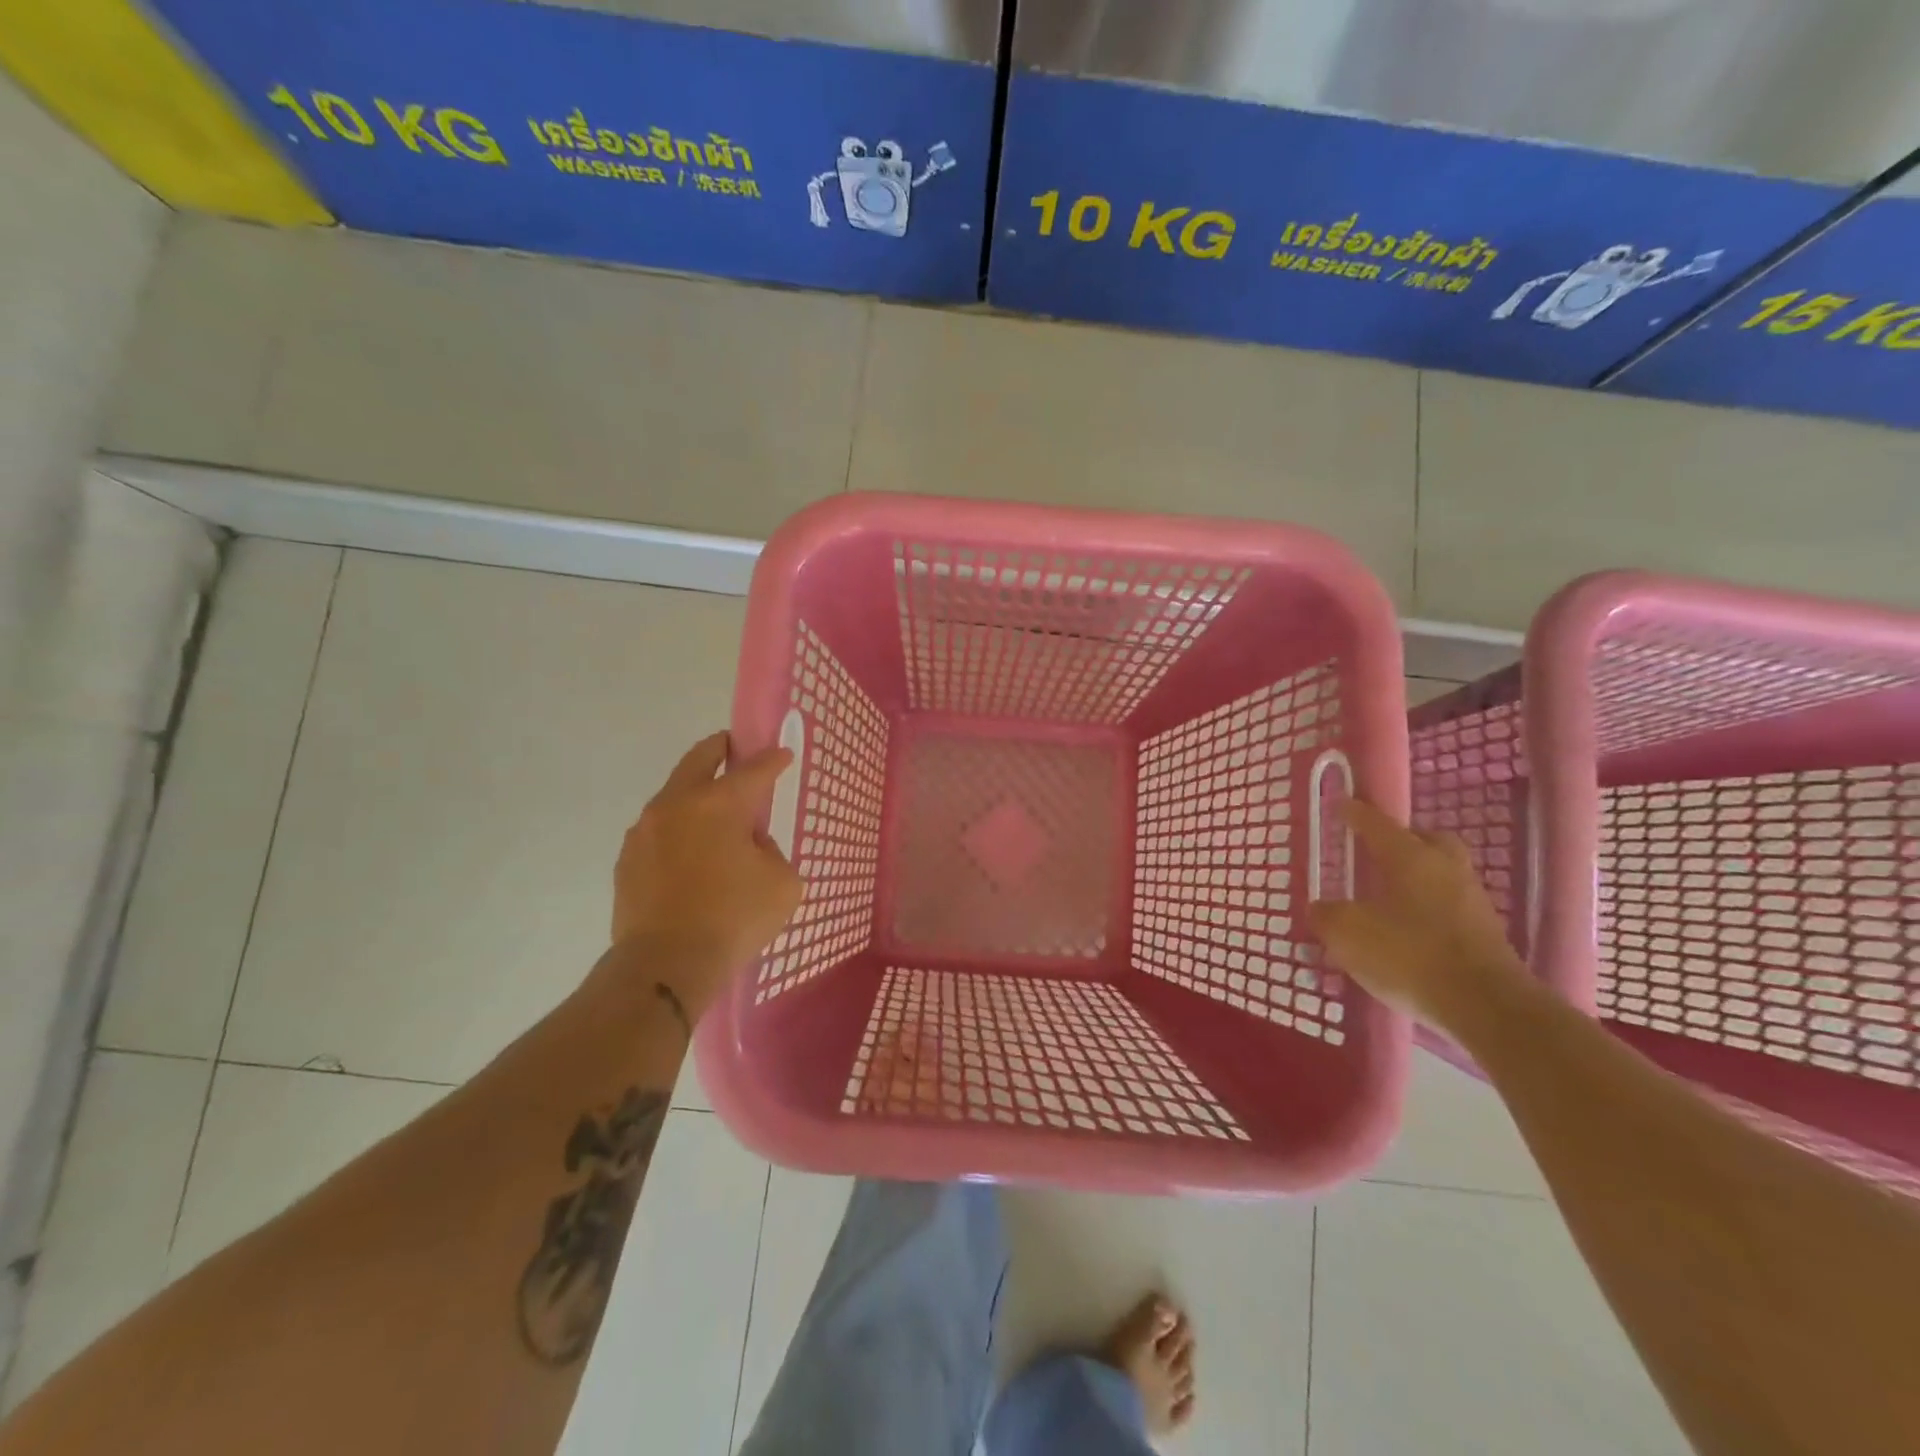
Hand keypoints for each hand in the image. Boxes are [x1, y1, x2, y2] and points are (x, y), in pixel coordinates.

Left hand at [611, 732, 802, 1007]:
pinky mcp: (627, 859)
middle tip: (733, 747)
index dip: (772, 759)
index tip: (782, 754)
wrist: (665, 965)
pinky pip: (659, 830)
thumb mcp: (782, 883)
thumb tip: (748, 845)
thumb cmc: (733, 919)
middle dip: (720, 748)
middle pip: (699, 760)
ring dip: (695, 792)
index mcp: (719, 804)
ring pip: (673, 794)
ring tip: (713, 810)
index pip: (754, 769)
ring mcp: (645, 831)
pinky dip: (678, 829)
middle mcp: (677, 804)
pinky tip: (690, 852)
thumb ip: (771, 851)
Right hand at [1307, 800, 1532, 1031]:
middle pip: (1426, 840)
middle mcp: (1445, 869)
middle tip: (1377, 851)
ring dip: (1416, 877)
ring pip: (1441, 873)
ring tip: (1387, 895)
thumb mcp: (1349, 935)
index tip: (1341, 803)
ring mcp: (1471, 901)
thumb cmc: (1411, 956)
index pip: (1377, 824)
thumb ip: (1328, 916)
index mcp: (1410, 857)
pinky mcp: (1485, 935)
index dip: (1355, 813)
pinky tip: (1408, 929)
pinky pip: (1449, 906)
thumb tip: (1320, 908)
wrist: (1487, 1008)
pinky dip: (1428, 909)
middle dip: (1402, 840)